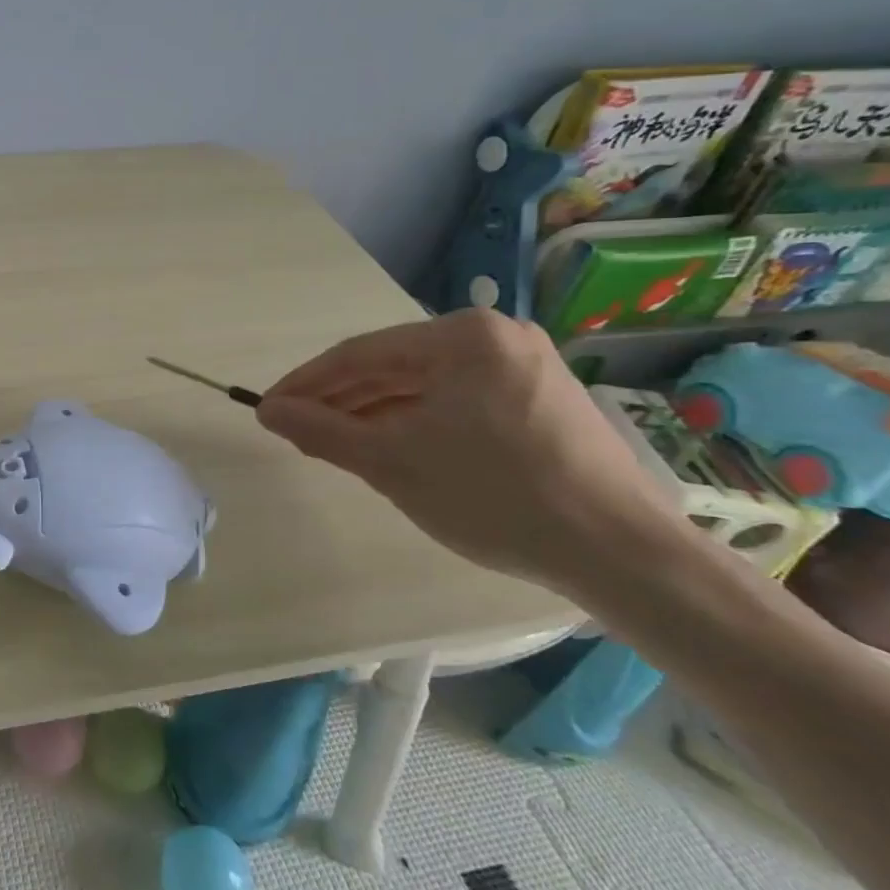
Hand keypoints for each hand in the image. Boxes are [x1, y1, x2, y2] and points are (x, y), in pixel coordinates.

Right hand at [254, 309, 680, 594]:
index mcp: (462, 336)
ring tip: (337, 443)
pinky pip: (458, 400)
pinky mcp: (541, 399)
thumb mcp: (391, 462)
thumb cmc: (494, 496)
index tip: (267, 409)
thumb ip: (321, 430)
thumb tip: (268, 411)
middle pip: (393, 366)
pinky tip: (394, 447)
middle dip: (341, 400)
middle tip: (298, 431)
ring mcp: (525, 366)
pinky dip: (418, 421)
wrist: (621, 553)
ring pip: (425, 384)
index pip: (359, 354)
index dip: (306, 384)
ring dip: (376, 413)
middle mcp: (496, 336)